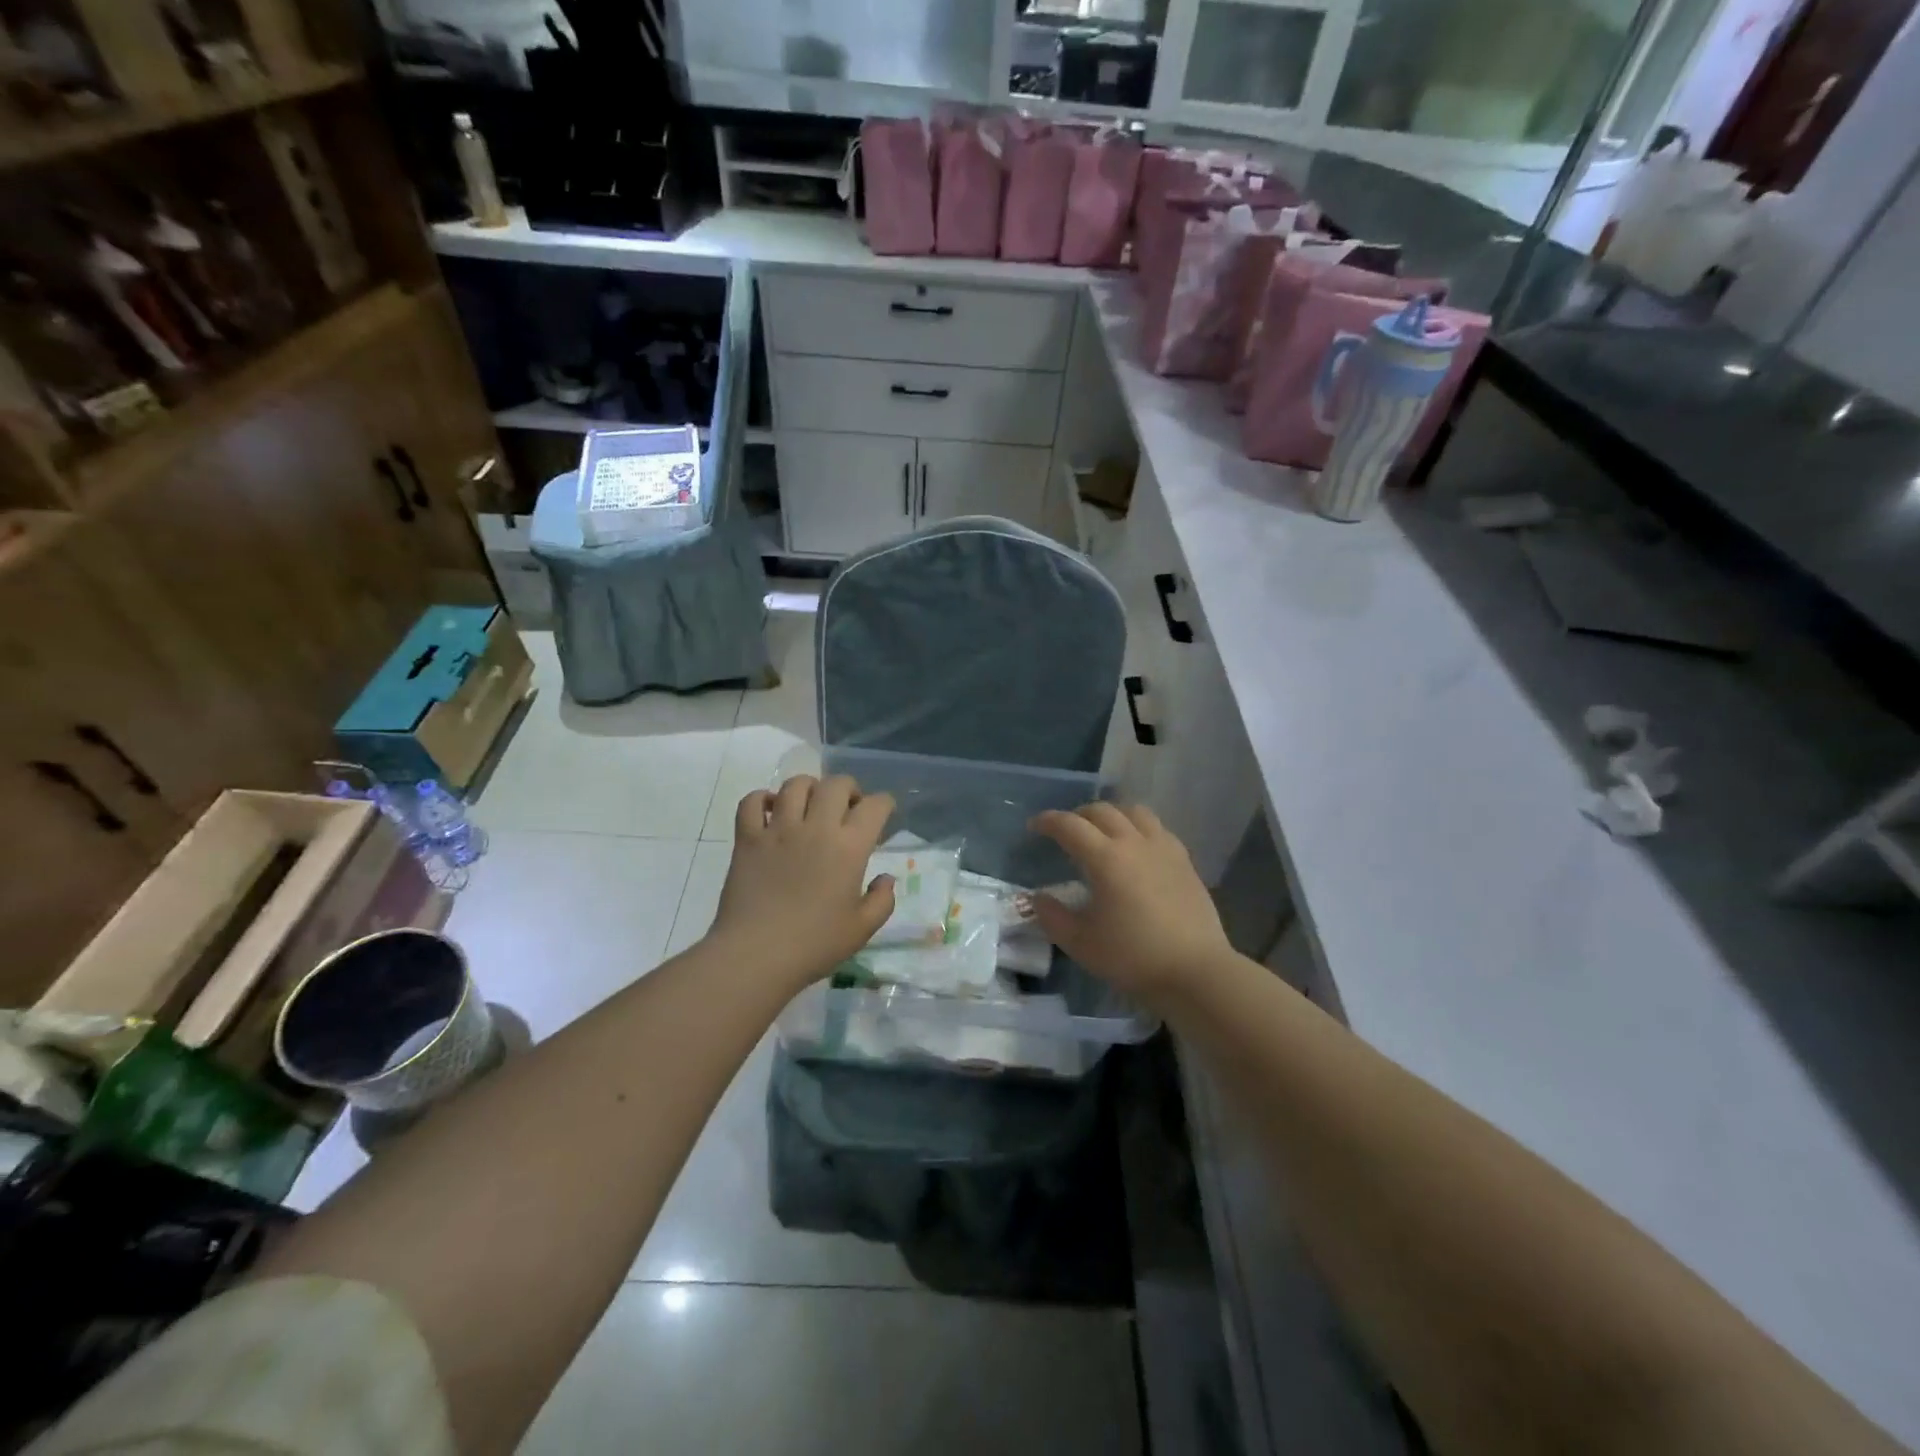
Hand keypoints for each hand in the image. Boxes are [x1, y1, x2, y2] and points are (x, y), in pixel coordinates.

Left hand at [709, 775, 896, 990]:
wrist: (755, 956)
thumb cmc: (814, 945)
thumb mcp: (862, 930)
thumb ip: (882, 900)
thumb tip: (886, 878)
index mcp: (849, 848)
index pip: (875, 806)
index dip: (884, 804)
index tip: (883, 814)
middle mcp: (816, 828)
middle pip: (836, 784)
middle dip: (849, 789)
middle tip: (848, 809)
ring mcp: (778, 829)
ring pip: (795, 785)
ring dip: (809, 788)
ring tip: (811, 805)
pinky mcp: (747, 838)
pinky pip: (751, 802)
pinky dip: (761, 799)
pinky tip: (769, 812)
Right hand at [1029, 803, 1234, 1003]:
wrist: (1195, 971)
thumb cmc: (1133, 957)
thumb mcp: (1080, 943)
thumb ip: (1053, 917)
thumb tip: (1039, 897)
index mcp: (1105, 858)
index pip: (1070, 825)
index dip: (1048, 821)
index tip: (1034, 826)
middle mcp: (1134, 843)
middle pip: (1102, 811)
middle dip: (1078, 815)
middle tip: (1066, 830)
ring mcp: (1164, 848)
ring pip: (1134, 812)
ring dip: (1112, 814)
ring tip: (1103, 831)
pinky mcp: (1184, 860)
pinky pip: (1157, 828)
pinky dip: (1138, 827)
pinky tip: (1137, 848)